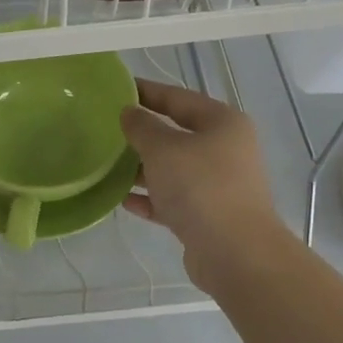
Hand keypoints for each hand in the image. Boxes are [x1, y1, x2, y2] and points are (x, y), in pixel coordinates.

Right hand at [120, 78, 286, 285]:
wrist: (235, 252)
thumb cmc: (200, 187)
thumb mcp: (163, 149)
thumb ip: (142, 127)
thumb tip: (130, 112)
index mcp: (222, 123)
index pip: (178, 98)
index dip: (147, 92)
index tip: (117, 89)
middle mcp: (225, 150)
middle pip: (177, 135)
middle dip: (142, 134)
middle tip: (107, 130)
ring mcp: (219, 185)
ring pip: (174, 170)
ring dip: (143, 169)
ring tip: (109, 167)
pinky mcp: (208, 216)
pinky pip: (174, 200)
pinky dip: (152, 199)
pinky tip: (125, 201)